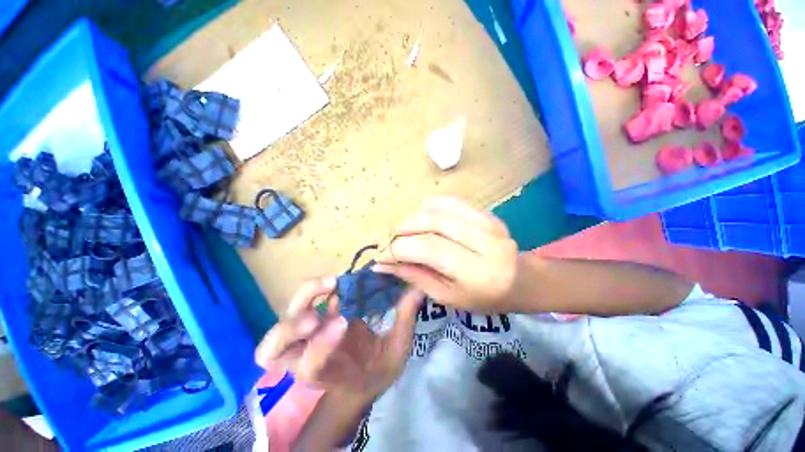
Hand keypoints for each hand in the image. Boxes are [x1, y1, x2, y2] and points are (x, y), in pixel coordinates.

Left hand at [255, 278, 424, 401]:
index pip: (308, 366)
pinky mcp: (314, 319)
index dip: (320, 344)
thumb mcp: (396, 351)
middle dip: (291, 325)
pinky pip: (302, 304)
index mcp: (328, 375)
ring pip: (281, 324)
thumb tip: (417, 288)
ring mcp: (307, 337)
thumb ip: (404, 321)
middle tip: (324, 303)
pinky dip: (314, 291)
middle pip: (271, 350)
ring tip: (331, 284)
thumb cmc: (377, 370)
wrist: (360, 377)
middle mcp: (306, 358)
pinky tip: (336, 283)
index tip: (345, 320)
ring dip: (303, 299)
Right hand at [374, 197, 519, 312]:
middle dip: (404, 229)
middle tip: (394, 242)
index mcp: (477, 271)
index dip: (400, 249)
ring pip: (439, 206)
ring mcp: (487, 221)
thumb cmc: (483, 297)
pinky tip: (424, 219)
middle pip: (432, 221)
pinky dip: (430, 207)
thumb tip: (383, 265)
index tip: (384, 257)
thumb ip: (414, 276)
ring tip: (408, 231)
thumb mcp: (446, 296)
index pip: (429, 248)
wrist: (521, 280)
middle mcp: (484, 241)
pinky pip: (451, 200)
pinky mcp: (486, 212)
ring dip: (415, 217)